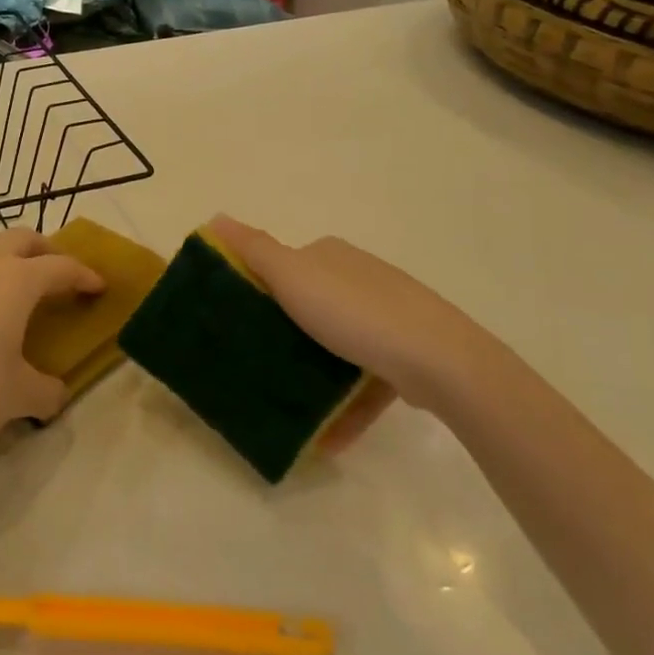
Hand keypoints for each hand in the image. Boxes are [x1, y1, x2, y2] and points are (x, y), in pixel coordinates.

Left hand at [0, 227, 104, 464]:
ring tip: (5, 282)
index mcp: (16, 281)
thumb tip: (55, 393)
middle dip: (45, 251)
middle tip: (54, 275)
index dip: (84, 275)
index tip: (97, 286)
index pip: (61, 267)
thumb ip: (47, 391)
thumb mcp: (18, 398)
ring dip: (0, 254)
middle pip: (21, 238)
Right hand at [207, 216, 514, 417]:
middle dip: (282, 334)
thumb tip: (214, 217)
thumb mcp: (293, 275)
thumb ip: (253, 249)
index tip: (232, 321)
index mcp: (331, 256)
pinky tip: (325, 437)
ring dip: (312, 375)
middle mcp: (358, 278)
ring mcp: (385, 317)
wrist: (439, 359)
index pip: (282, 264)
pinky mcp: (402, 355)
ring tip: (285, 403)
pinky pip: (362, 380)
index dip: (255, 287)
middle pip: (307, 305)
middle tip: (253, 362)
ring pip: (335, 345)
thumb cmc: (355, 313)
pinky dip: (343, 405)